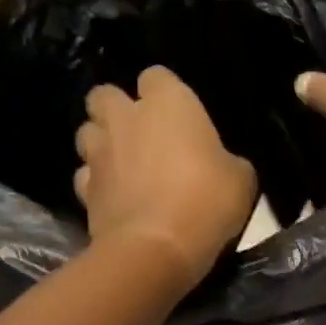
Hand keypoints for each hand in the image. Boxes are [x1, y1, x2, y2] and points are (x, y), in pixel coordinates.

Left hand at [74, 67, 257, 285]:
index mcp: (169, 103)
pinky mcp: (83, 188)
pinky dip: (97, 182)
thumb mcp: (241, 179)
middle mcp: (126, 117)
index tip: (179, 115)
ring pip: (87, 131)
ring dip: (102, 142)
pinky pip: (86, 175)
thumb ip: (227, 160)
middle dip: (118, 109)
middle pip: (105, 94)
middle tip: (141, 133)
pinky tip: (115, 197)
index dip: (165, 93)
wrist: (156, 248)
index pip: (156, 76)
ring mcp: (99, 152)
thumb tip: (220, 164)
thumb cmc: (206, 202)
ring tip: (123, 164)